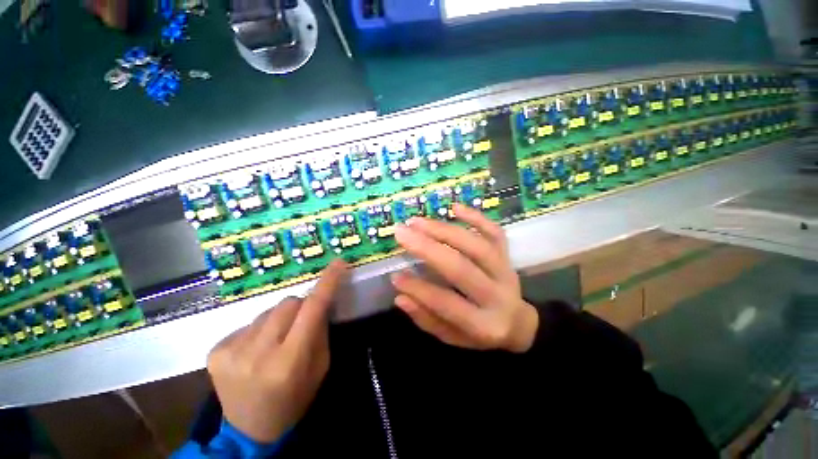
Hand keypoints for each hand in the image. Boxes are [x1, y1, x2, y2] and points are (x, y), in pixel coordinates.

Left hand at [206, 260, 347, 442]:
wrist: (250, 430)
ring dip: (278, 320)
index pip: (313, 309)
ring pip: (267, 311)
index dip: (327, 283)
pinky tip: (255, 350)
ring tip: (275, 342)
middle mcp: (258, 353)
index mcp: (290, 361)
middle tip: (301, 324)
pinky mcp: (216, 351)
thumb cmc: (295, 398)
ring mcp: (232, 351)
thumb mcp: (320, 367)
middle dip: (300, 307)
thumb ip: (321, 332)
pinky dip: (258, 331)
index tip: (338, 263)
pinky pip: (248, 323)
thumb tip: (319, 303)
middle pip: (288, 303)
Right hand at [391, 204, 538, 352]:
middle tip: (401, 233)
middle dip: (427, 248)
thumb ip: (427, 320)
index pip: (446, 303)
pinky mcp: (508, 255)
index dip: (419, 289)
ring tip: (417, 221)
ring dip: (444, 230)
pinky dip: (476, 217)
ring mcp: (506, 270)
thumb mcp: (453, 337)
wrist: (518, 322)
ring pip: (476, 245)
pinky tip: (454, 207)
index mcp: (484, 325)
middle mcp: (498, 295)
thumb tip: (401, 297)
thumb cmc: (480, 332)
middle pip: (461, 267)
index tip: (395, 275)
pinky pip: (494, 232)